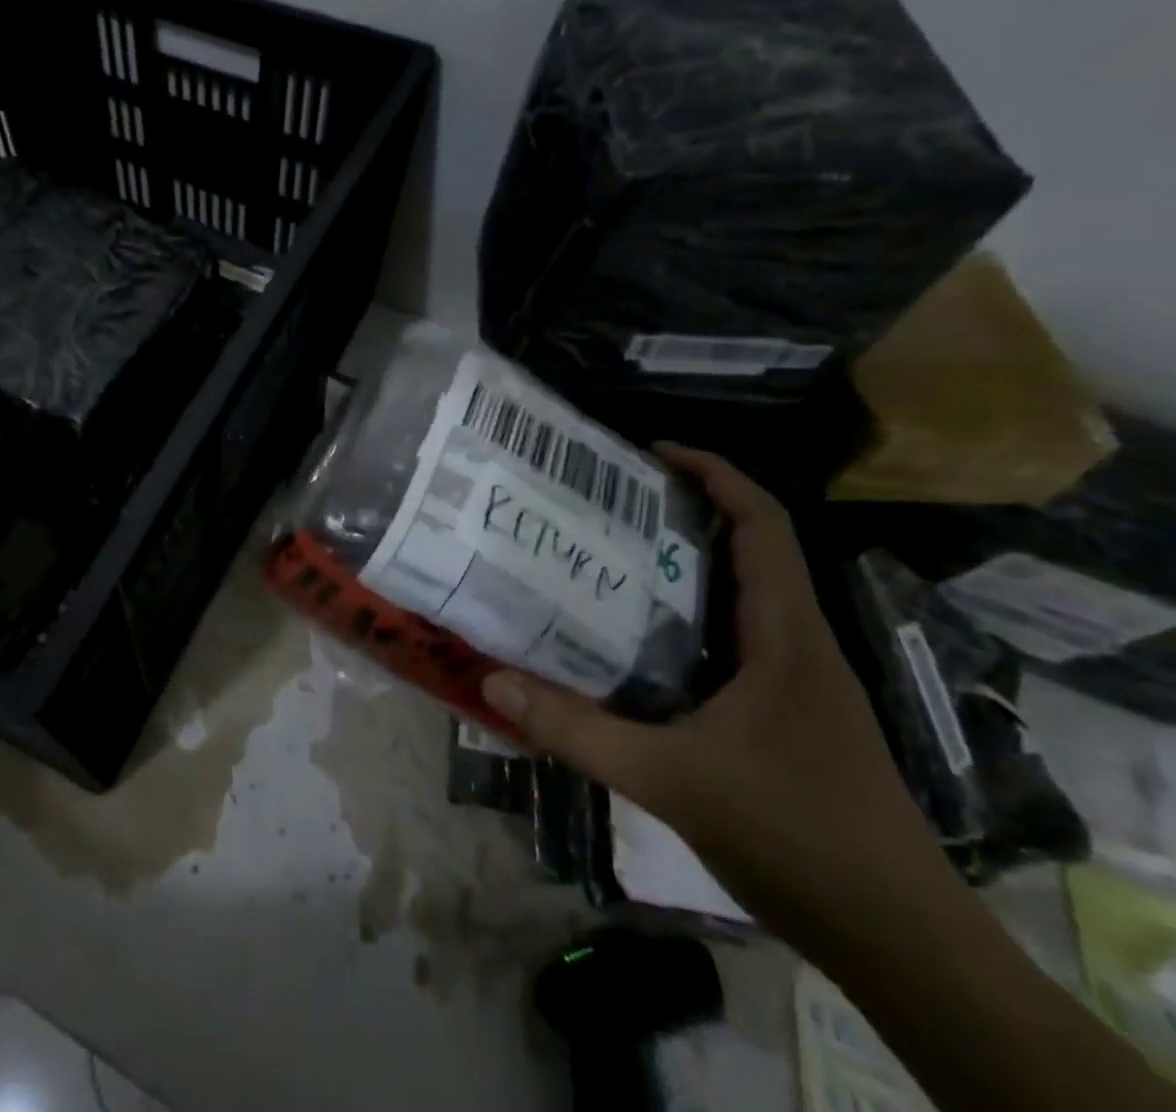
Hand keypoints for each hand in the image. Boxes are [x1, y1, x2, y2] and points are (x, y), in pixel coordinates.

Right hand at [481, 444, 946, 936]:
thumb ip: (577, 731)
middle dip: (684, 515)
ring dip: (683, 569)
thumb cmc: (796, 838)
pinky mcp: (788, 718)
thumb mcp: (670, 781)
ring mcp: (798, 685)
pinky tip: (634, 646)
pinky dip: (686, 624)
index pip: (763, 527)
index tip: (653, 452)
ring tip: (606, 559)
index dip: (716, 475)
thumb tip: (494, 681)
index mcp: (786, 638)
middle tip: (606, 504)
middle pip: (750, 552)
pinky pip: (733, 644)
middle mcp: (798, 647)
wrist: (902, 944)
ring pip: (740, 600)